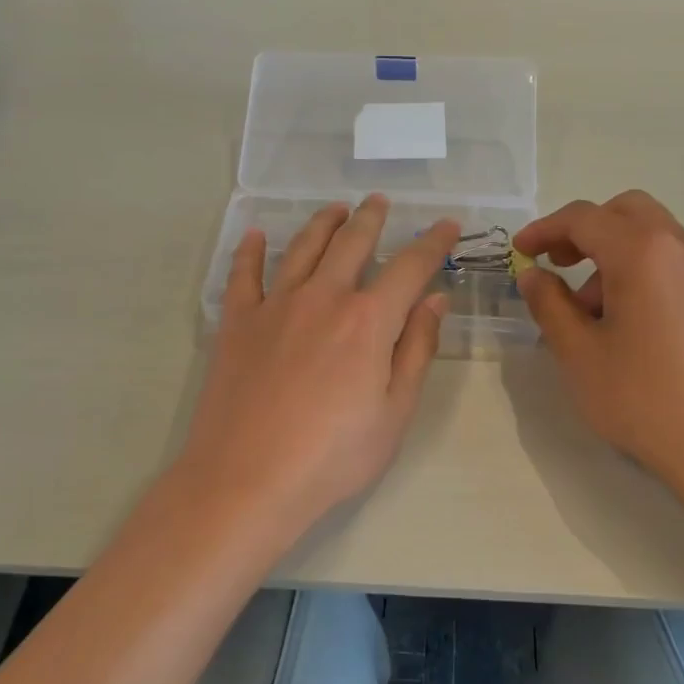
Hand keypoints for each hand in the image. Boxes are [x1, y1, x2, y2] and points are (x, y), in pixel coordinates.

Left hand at [176, 196, 458, 544]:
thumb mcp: (394, 412)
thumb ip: (416, 350)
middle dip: (371, 220)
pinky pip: (243, 275)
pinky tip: (253, 236)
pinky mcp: (236, 324)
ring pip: (301, 249)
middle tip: (380, 203)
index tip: (447, 225)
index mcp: (368, 321)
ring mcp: (274, 307)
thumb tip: (435, 300)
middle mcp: (322, 299)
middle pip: (351, 244)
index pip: (409, 267)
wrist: (247, 480)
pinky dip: (250, 251)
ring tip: (334, 210)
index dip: (432, 243)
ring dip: (322, 225)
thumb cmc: (333, 457)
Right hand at [514, 191, 683, 491]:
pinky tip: (636, 325)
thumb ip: (549, 304)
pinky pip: (679, 265)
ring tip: (596, 314)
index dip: (545, 229)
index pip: (584, 218)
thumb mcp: (578, 353)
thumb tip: (534, 275)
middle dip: (586, 231)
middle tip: (560, 266)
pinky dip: (647, 273)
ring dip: (617, 255)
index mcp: (642, 252)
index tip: (521, 252)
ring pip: (656, 238)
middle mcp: (683, 247)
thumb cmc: (642, 398)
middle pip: (628, 212)